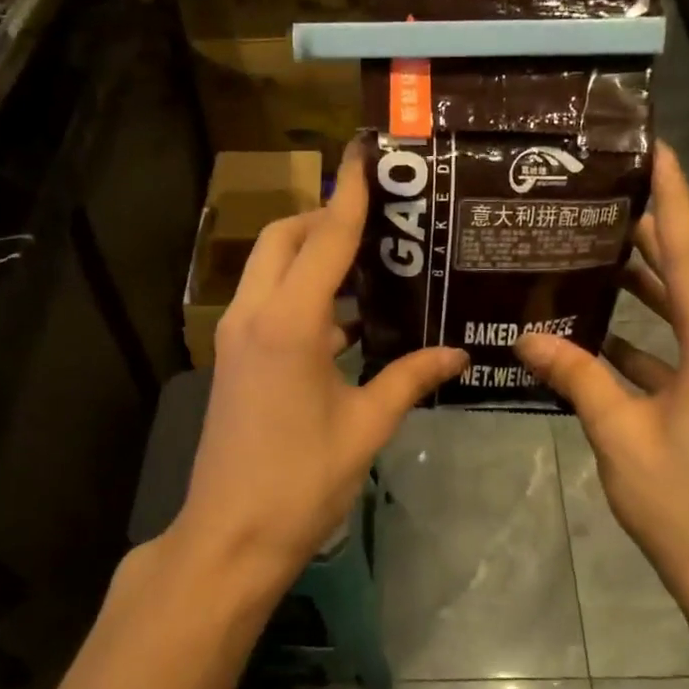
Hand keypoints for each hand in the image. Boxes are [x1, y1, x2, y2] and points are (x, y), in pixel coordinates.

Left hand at [178, 146, 466, 589]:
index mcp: (291, 322)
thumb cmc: (302, 480)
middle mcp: (255, 314)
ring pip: (271, 267)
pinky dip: (302, 292)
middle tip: (379, 221)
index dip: (351, 193)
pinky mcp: (235, 357)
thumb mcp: (366, 426)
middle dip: (325, 217)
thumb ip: (410, 378)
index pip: (326, 237)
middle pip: (286, 237)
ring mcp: (237, 335)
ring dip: (311, 254)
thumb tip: (458, 353)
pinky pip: (268, 301)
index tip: (367, 152)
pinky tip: (347, 319)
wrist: (230, 536)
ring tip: (370, 263)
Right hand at [515, 143, 688, 610]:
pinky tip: (600, 328)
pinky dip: (646, 335)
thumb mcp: (619, 434)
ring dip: (646, 285)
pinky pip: (681, 350)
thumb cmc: (682, 501)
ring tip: (594, 249)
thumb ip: (576, 377)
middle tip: (603, 196)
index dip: (674, 199)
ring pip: (685, 314)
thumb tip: (528, 337)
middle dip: (651, 235)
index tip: (657, 150)